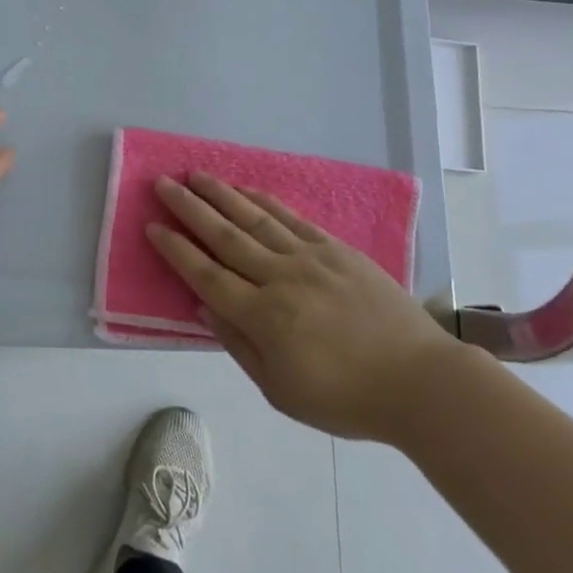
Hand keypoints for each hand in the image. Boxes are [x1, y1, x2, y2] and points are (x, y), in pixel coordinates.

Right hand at [147, 172, 459, 439]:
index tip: (153, 226)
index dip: (177, 250)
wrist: (419, 380)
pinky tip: (244, 190)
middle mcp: (281, 278)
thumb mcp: (281, 391)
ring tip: (195, 175)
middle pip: (225, 237)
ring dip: (221, 195)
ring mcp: (310, 258)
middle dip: (190, 209)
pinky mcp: (335, 249)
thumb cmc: (346, 398)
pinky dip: (263, 201)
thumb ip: (239, 344)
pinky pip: (291, 218)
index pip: (207, 276)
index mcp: (264, 317)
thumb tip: (204, 307)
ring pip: (255, 219)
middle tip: (162, 184)